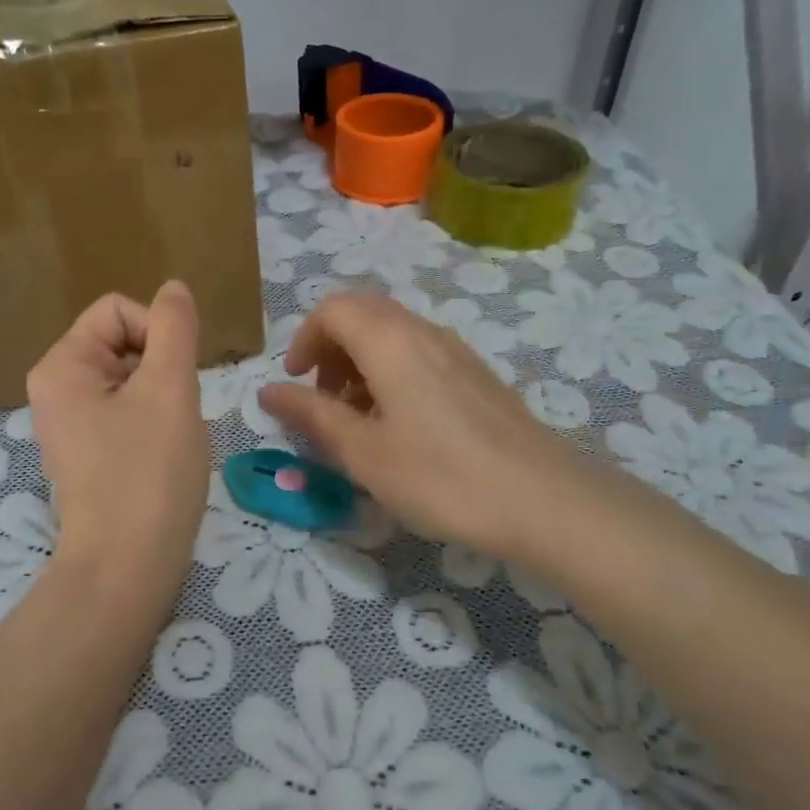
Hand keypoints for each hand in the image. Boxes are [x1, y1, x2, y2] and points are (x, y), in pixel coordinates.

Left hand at [27, 282, 209, 577]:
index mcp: (61, 365)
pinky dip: (152, 420)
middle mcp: (55, 388)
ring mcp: (69, 422)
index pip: (119, 310)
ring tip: (170, 435)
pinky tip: (162, 452)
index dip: (158, 332)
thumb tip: (173, 288)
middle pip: (123, 341)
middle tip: (175, 411)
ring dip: (161, 395)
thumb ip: (174, 328)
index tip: (177, 379)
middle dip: (160, 367)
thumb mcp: (170, 389)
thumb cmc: (149, 472)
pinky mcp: (87, 450)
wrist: (127, 567)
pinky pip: (125, 409)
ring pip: (131, 377)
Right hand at [257, 293, 576, 563]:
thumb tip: (267, 390)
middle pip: (363, 314)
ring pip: (393, 333)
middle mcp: (422, 331)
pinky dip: (393, 372)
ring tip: (358, 418)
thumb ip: (311, 414)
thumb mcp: (362, 452)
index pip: (333, 309)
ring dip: (361, 362)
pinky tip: (400, 425)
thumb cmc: (439, 476)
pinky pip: (421, 353)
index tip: (296, 383)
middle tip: (323, 399)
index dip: (305, 340)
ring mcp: (456, 350)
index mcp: (389, 340)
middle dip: (331, 348)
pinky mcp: (477, 374)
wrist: (543, 500)